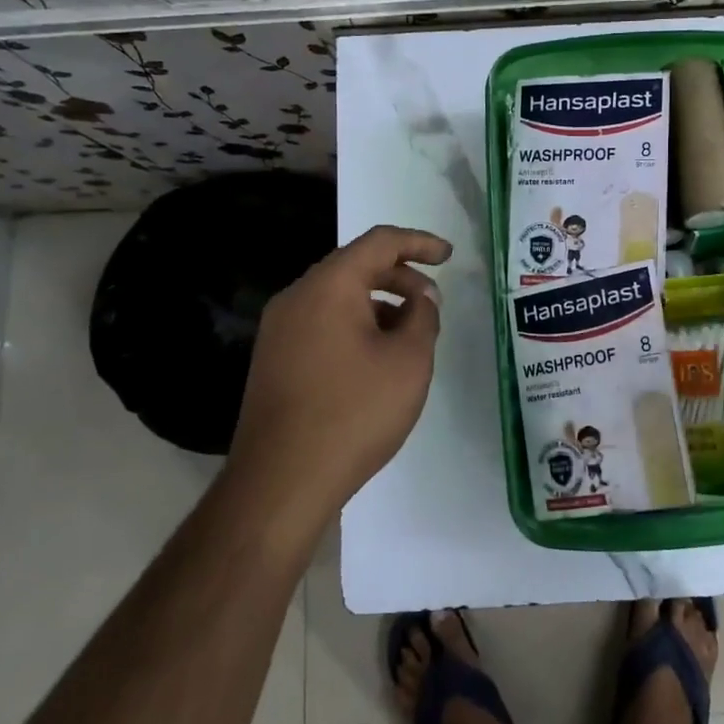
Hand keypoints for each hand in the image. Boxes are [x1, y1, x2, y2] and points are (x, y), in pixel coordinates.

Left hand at [227, 225, 451, 522]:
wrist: (281, 481)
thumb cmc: (354, 413)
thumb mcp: (408, 362)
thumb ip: (423, 317)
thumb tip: (421, 298)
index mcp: (329, 286)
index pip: (380, 242)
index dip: (420, 243)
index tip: (449, 257)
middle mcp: (297, 297)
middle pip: (355, 267)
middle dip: (401, 278)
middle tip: (433, 304)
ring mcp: (279, 330)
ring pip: (338, 298)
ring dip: (379, 305)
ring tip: (410, 337)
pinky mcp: (274, 359)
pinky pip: (322, 324)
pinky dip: (355, 327)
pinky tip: (376, 361)